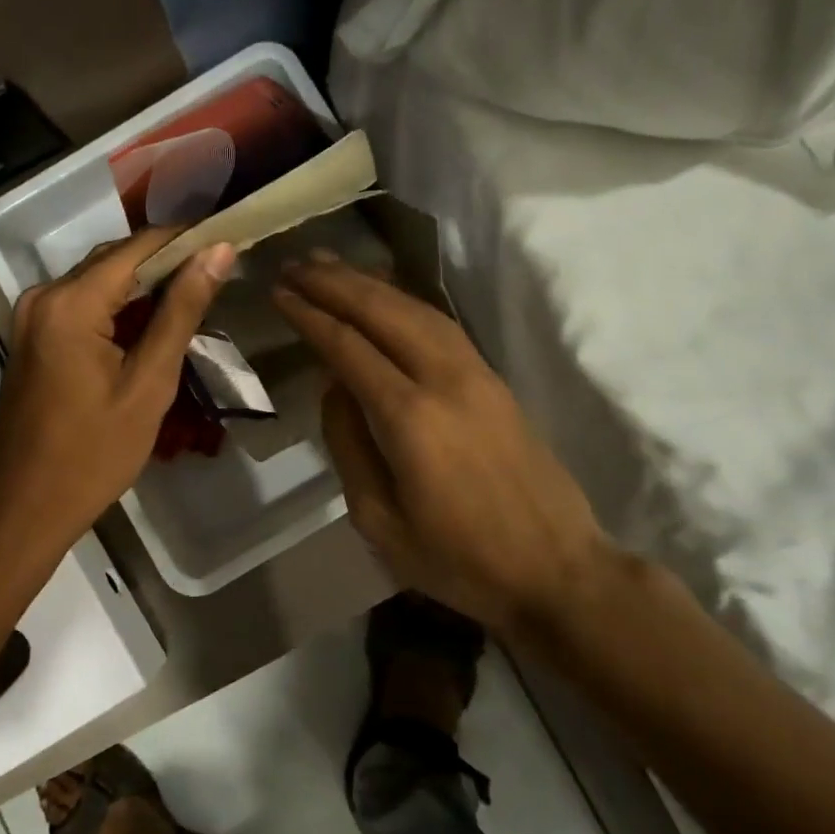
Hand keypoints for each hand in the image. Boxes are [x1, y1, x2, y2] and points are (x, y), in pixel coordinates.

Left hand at [0, 228, 235, 562]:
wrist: (24, 508)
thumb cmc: (94, 454)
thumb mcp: (149, 383)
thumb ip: (182, 311)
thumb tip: (219, 251)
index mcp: (70, 302)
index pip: (139, 247)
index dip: (188, 239)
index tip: (231, 241)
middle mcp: (44, 295)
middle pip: (116, 260)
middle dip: (169, 262)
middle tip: (222, 270)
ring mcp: (32, 316)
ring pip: (100, 281)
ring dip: (146, 286)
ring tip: (199, 293)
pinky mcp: (33, 336)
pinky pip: (84, 305)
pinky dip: (119, 308)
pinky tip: (154, 322)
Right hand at [272, 254, 615, 633]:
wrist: (555, 570)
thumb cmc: (459, 560)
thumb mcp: (379, 520)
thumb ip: (349, 445)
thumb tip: (335, 387)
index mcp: (410, 417)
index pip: (348, 346)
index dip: (310, 315)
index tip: (278, 291)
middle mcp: (445, 379)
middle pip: (383, 311)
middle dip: (335, 283)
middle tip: (296, 263)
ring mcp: (477, 374)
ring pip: (417, 308)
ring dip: (371, 282)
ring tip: (332, 265)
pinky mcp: (495, 379)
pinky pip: (442, 323)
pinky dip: (406, 300)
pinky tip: (387, 295)